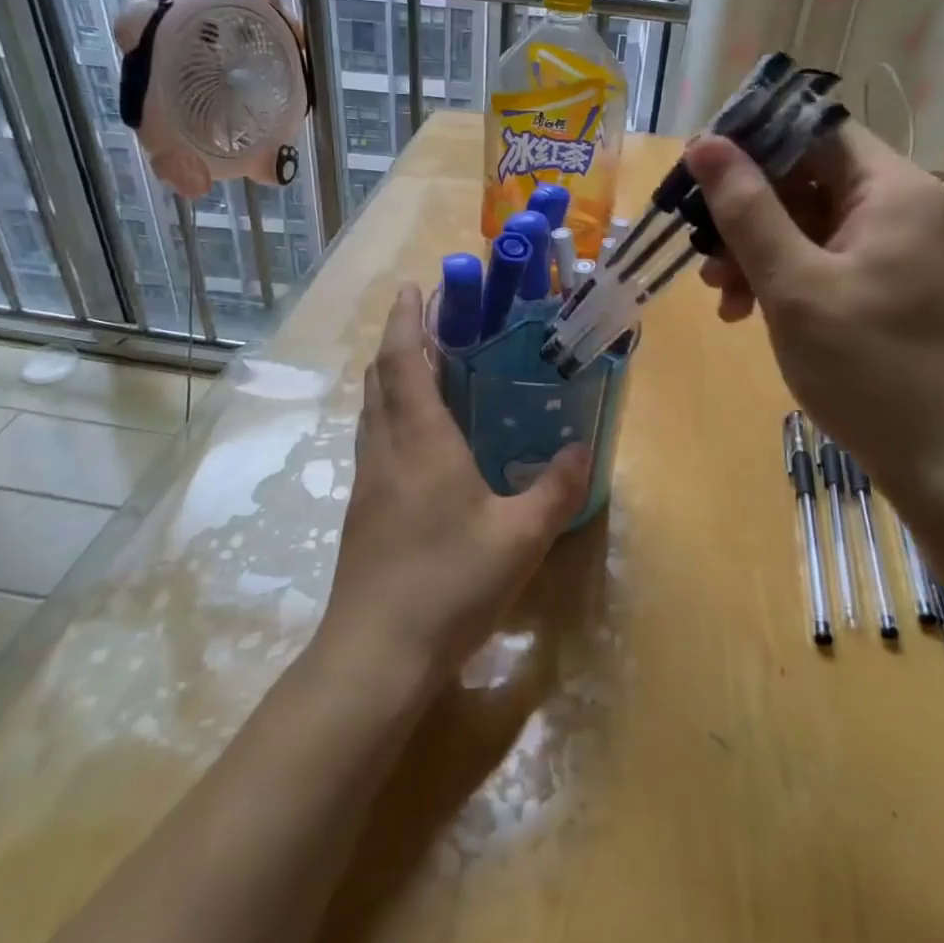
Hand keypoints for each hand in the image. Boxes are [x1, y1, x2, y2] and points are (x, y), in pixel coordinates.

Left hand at [317, 286, 590, 694]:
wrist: (376, 654)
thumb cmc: (450, 583)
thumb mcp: (521, 538)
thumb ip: (555, 489)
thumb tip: (581, 449)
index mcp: (421, 441)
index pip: (404, 361)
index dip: (405, 319)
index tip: (413, 288)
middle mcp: (386, 451)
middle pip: (380, 379)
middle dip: (397, 341)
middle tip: (427, 323)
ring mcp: (368, 482)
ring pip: (372, 411)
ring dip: (389, 378)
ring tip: (421, 368)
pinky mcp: (362, 512)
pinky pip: (373, 441)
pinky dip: (389, 416)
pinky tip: (417, 441)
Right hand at [687, 123, 943, 504]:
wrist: (942, 459)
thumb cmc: (867, 366)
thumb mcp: (793, 284)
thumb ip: (746, 210)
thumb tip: (703, 142)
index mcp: (891, 190)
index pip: (812, 134)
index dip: (750, 146)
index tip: (696, 178)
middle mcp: (901, 208)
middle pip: (806, 180)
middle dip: (747, 214)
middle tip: (702, 253)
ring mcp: (896, 250)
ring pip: (808, 225)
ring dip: (757, 252)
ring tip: (721, 295)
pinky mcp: (888, 287)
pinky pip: (824, 261)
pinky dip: (783, 279)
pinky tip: (747, 312)